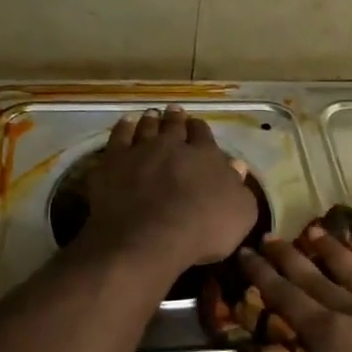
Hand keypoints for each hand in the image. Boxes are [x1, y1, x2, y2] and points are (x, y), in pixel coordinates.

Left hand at [82, 106, 256, 273]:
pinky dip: (122, 129)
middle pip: (174, 126)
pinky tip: (125, 125)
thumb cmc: (202, 231)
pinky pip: (117, 138)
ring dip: (150, 120)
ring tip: (151, 114)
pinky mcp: (111, 164)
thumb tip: (237, 166)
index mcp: (205, 156)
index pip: (203, 135)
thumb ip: (239, 188)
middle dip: (176, 118)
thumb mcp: (240, 215)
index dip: (200, 130)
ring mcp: (139, 152)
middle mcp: (172, 146)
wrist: (148, 240)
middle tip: (175, 111)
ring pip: (145, 128)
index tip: (198, 126)